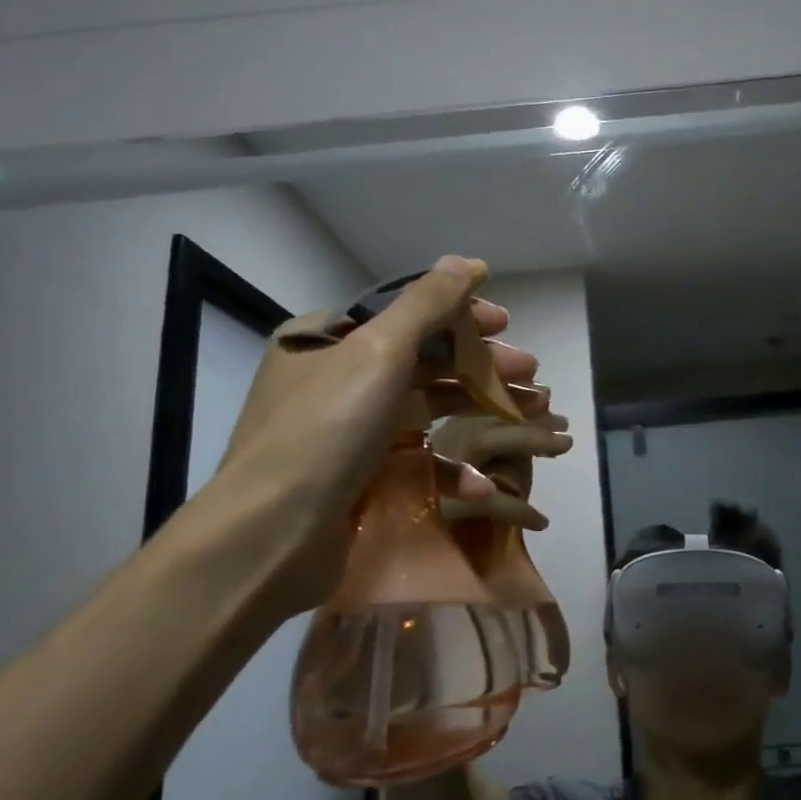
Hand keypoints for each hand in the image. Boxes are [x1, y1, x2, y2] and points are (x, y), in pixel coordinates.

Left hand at [204, 255, 548, 615]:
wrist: (271, 537)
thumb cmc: (326, 429)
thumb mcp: (379, 350)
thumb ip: (427, 303)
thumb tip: (468, 262)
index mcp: (324, 338)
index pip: (404, 311)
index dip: (459, 314)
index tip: (505, 324)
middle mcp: (331, 377)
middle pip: (422, 358)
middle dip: (480, 362)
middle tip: (529, 373)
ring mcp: (345, 430)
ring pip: (425, 405)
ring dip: (478, 406)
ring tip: (528, 412)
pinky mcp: (358, 476)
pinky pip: (414, 454)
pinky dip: (451, 460)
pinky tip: (483, 477)